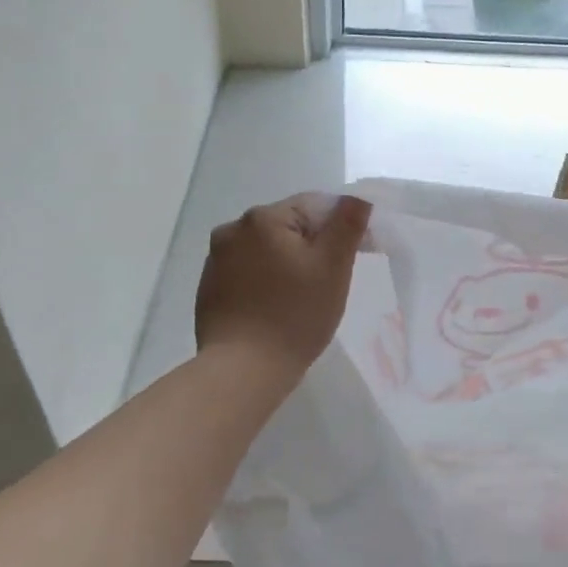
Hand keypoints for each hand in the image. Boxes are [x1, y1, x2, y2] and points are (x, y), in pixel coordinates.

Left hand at [195, 194, 370, 383]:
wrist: (243, 369)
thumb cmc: (295, 315)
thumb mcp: (333, 267)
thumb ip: (347, 224)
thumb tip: (358, 197)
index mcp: (263, 218)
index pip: (313, 206)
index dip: (340, 227)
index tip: (359, 255)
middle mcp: (232, 230)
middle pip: (287, 227)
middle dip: (312, 246)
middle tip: (332, 281)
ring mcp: (215, 260)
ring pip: (266, 251)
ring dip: (287, 264)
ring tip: (303, 298)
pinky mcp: (208, 288)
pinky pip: (247, 273)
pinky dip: (265, 282)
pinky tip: (276, 309)